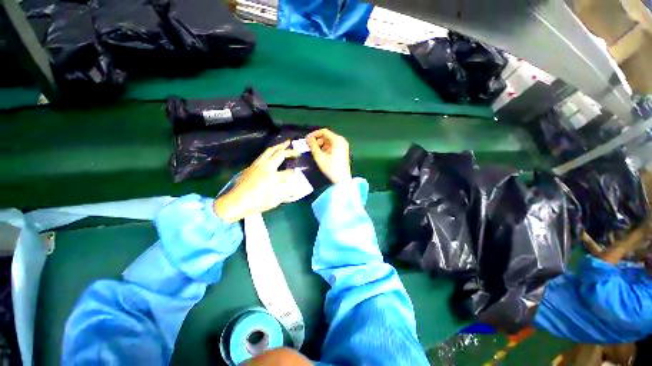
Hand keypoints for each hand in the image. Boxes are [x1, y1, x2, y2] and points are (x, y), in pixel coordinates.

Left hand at [214, 141, 298, 222]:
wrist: (234, 203)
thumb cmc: (255, 204)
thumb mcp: (273, 202)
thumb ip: (285, 195)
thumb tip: (294, 190)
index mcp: (273, 177)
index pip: (288, 173)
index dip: (294, 173)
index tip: (297, 174)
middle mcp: (266, 167)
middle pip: (279, 154)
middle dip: (289, 151)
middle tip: (296, 149)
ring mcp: (257, 165)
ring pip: (269, 151)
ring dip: (279, 146)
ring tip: (286, 143)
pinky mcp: (251, 166)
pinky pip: (263, 155)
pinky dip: (270, 152)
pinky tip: (273, 153)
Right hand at [307, 129, 350, 183]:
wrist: (342, 180)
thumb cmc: (330, 168)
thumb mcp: (319, 156)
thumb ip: (313, 145)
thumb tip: (308, 138)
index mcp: (337, 140)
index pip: (323, 131)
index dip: (314, 134)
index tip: (306, 140)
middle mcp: (341, 140)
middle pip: (327, 136)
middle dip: (317, 141)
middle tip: (309, 147)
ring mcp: (343, 146)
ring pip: (329, 141)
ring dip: (321, 145)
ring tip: (314, 152)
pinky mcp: (343, 151)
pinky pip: (333, 146)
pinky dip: (326, 148)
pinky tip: (321, 154)